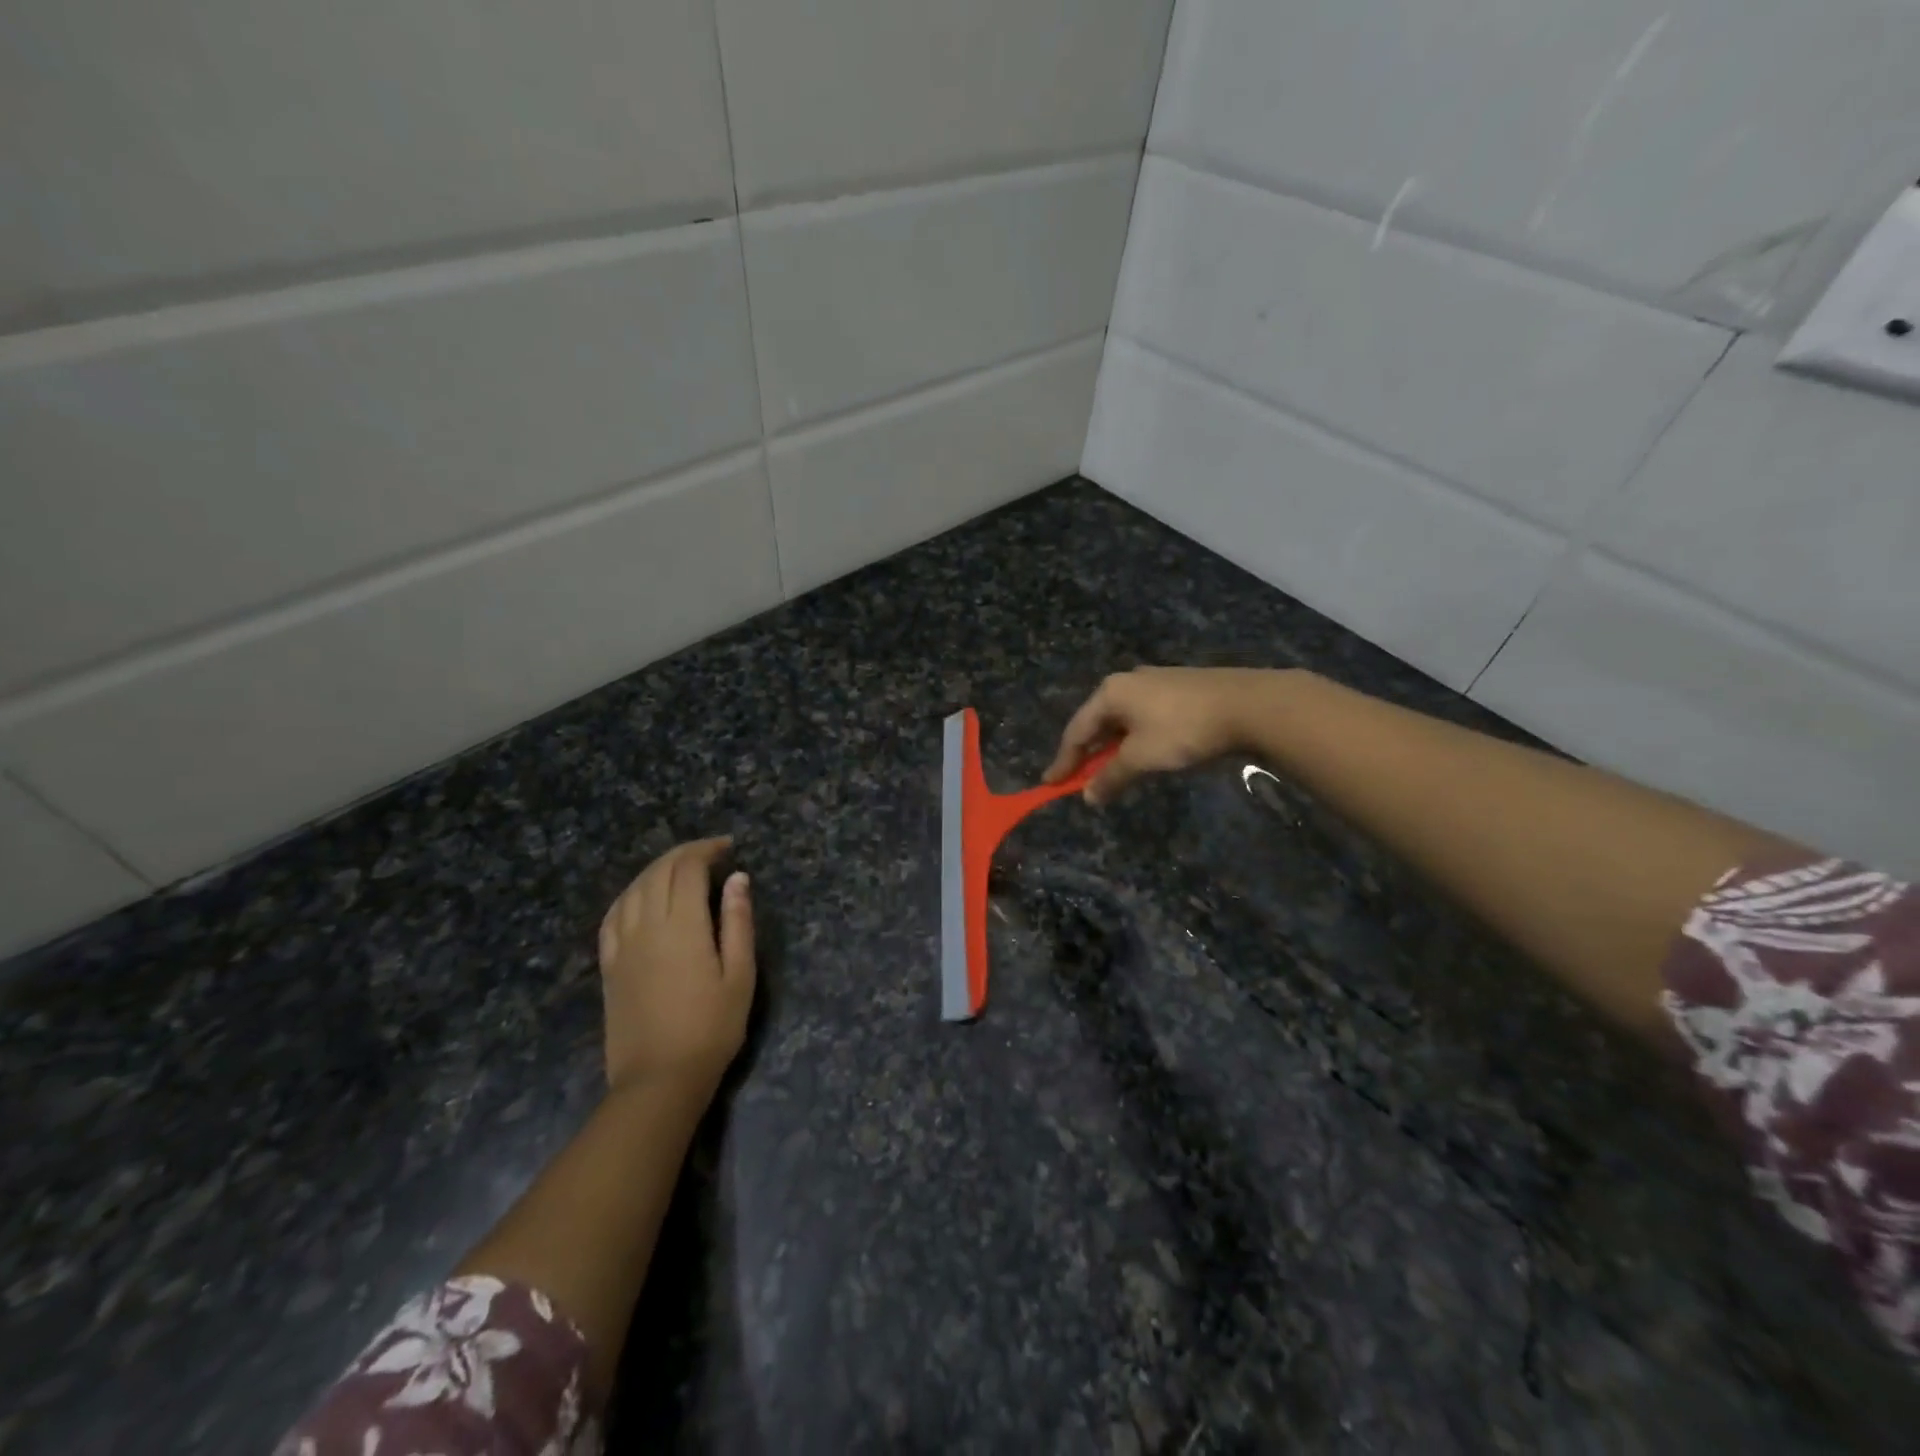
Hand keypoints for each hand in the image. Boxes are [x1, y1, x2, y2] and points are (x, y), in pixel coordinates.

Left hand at [597, 837, 755, 1097]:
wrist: (659, 1079)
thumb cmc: (711, 1028)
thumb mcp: (740, 975)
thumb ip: (738, 922)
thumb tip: (737, 878)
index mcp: (682, 926)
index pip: (688, 869)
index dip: (707, 850)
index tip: (728, 847)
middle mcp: (647, 926)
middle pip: (658, 872)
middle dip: (684, 853)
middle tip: (710, 852)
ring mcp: (622, 945)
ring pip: (633, 889)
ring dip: (656, 869)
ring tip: (680, 867)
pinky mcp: (609, 965)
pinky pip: (612, 915)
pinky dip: (630, 894)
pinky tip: (640, 896)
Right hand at [1045, 667, 1284, 804]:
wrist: (1249, 705)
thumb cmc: (1183, 730)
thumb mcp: (1141, 758)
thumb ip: (1111, 777)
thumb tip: (1088, 796)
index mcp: (1111, 692)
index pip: (1076, 731)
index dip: (1063, 761)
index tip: (1050, 784)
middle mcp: (1128, 681)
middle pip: (1098, 722)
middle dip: (1088, 753)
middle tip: (1080, 779)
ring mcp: (1156, 682)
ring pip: (1123, 720)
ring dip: (1113, 748)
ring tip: (1112, 771)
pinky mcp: (1180, 689)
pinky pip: (1145, 717)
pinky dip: (1136, 739)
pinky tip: (1145, 754)